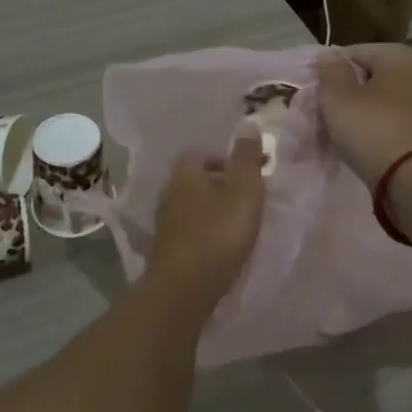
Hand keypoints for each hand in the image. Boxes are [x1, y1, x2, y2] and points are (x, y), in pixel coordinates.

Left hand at [145, 128, 266, 305]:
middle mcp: (168, 193)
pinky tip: (221, 247)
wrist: (185, 288)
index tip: (247, 175)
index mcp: (184, 173)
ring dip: (211, 211)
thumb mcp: (244, 190)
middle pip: (195, 181)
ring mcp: (164, 224)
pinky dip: (204, 233)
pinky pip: (189, 232)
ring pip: (191, 207)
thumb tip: (247, 123)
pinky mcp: (166, 251)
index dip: (224, 161)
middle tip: (245, 199)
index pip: (200, 154)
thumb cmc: (219, 232)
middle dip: (219, 186)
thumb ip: (247, 158)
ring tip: (237, 224)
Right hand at [316, 43, 411, 185]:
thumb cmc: (373, 129)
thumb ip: (330, 71)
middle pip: (366, 75)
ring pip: (376, 100)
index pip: (353, 52)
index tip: (313, 91)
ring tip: (335, 129)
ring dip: (355, 111)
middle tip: (321, 111)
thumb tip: (329, 56)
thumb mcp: (338, 97)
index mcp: (400, 56)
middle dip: (343, 91)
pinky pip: (387, 120)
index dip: (328, 70)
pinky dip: (371, 127)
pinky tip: (356, 142)